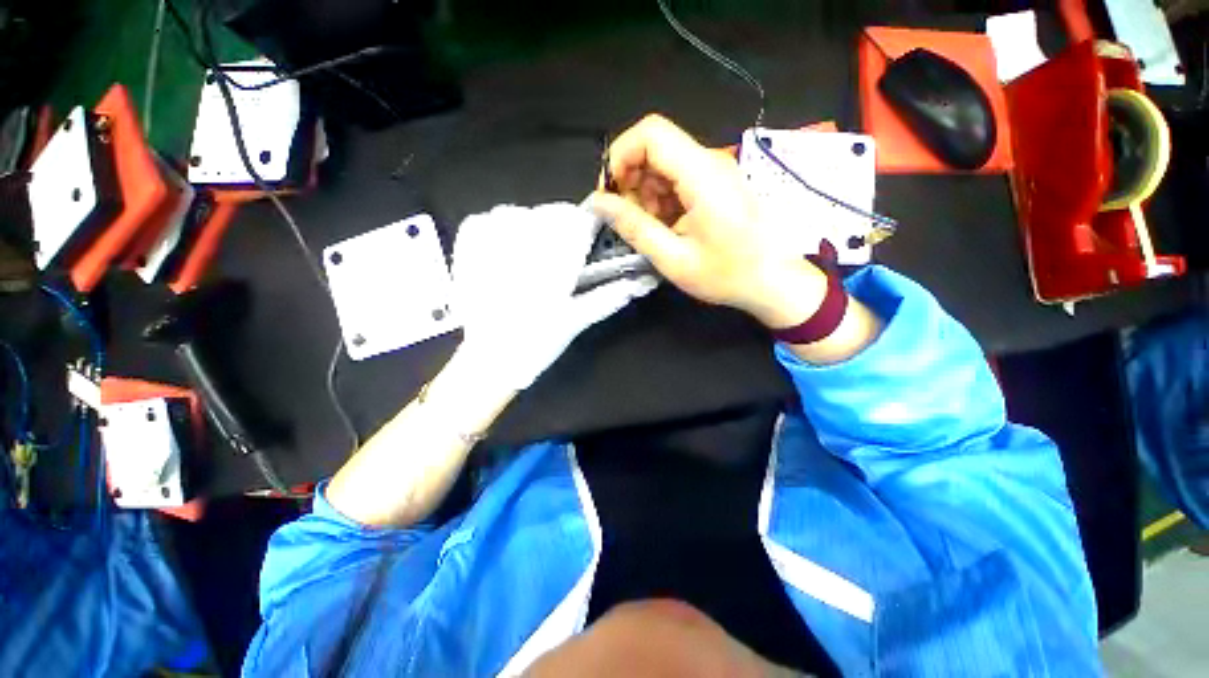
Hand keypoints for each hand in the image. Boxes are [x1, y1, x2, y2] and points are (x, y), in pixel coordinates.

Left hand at [452, 202, 657, 389]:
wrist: (488, 357)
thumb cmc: (537, 342)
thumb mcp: (577, 319)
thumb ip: (610, 295)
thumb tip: (642, 282)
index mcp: (554, 259)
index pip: (582, 219)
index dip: (594, 225)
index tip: (593, 239)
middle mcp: (523, 239)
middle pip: (556, 211)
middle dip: (566, 230)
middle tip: (562, 261)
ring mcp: (491, 235)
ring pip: (526, 211)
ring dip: (536, 229)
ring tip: (534, 260)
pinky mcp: (469, 239)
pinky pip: (494, 216)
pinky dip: (505, 228)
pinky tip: (507, 254)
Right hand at [588, 115, 826, 328]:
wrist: (776, 282)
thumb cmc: (727, 275)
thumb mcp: (674, 258)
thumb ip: (634, 228)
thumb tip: (598, 203)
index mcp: (701, 175)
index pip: (650, 133)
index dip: (619, 156)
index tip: (609, 194)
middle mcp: (709, 162)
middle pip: (655, 147)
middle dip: (630, 180)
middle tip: (627, 220)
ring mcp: (715, 172)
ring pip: (663, 164)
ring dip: (644, 194)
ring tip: (648, 230)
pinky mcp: (716, 185)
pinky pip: (678, 179)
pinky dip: (661, 200)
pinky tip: (665, 228)